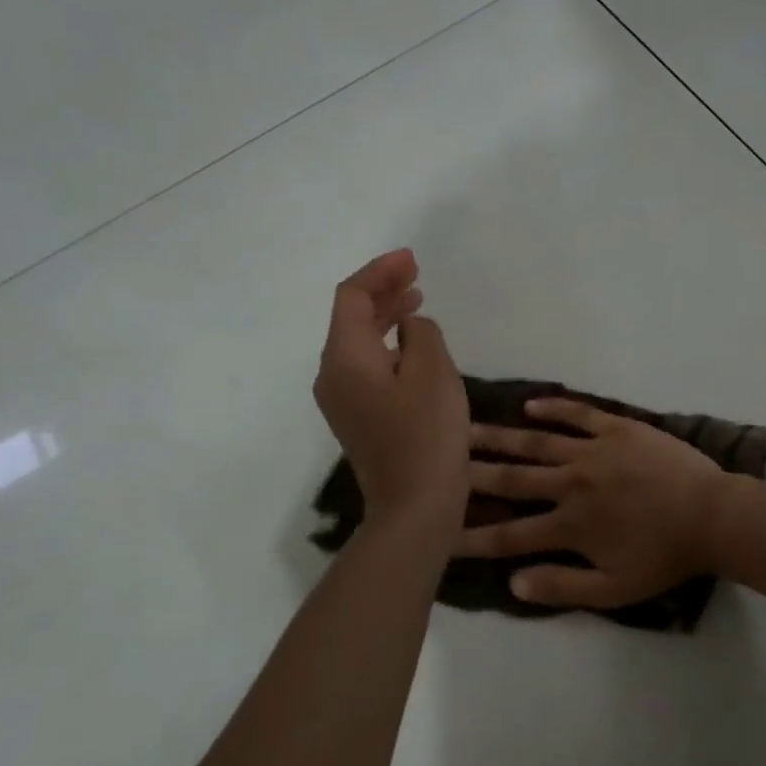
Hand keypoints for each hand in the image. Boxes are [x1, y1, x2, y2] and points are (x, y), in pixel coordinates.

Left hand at [313, 249, 468, 538]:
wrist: (414, 506)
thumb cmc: (426, 434)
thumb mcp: (433, 371)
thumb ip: (421, 333)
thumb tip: (411, 328)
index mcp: (345, 356)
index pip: (352, 297)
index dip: (380, 272)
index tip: (412, 259)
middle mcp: (332, 374)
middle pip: (350, 318)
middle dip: (382, 291)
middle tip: (416, 275)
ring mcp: (342, 400)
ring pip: (358, 343)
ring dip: (385, 318)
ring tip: (416, 302)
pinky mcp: (358, 419)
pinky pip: (366, 366)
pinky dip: (387, 346)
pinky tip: (412, 348)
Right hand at [459, 398, 727, 607]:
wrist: (712, 516)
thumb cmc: (665, 556)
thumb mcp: (614, 589)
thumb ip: (562, 586)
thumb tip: (512, 582)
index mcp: (569, 525)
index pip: (509, 535)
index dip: (471, 537)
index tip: (438, 536)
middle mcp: (571, 484)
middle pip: (512, 480)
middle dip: (471, 475)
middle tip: (436, 465)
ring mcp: (593, 451)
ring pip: (536, 442)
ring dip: (500, 437)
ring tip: (466, 429)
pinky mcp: (618, 428)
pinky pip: (579, 414)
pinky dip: (554, 407)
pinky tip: (530, 404)